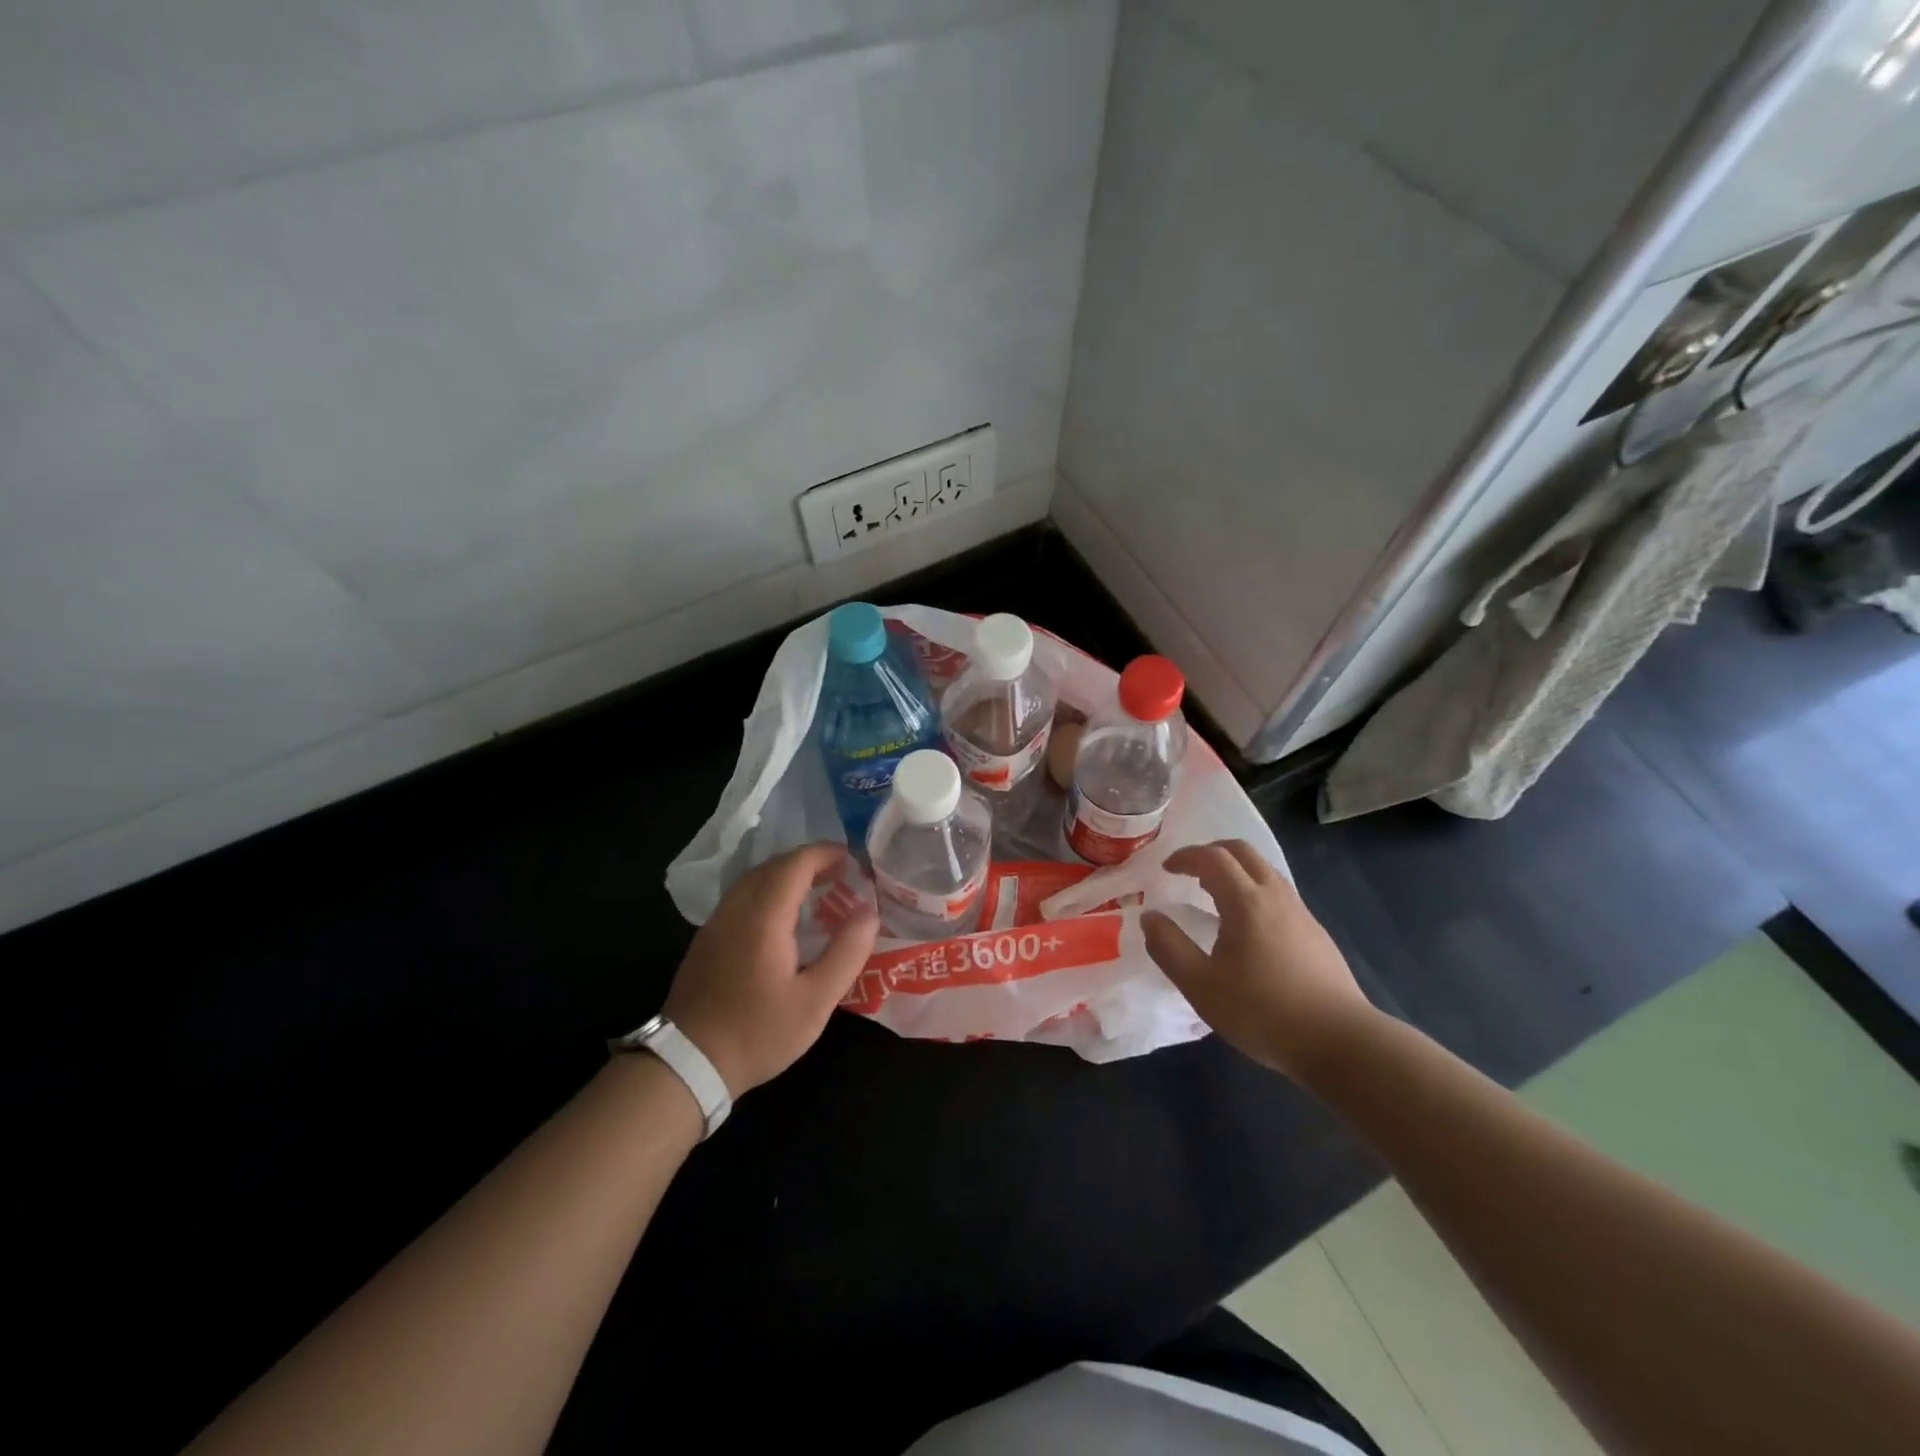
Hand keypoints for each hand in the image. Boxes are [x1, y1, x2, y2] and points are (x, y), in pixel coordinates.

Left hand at [663, 843, 877, 1097]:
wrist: (686, 1064)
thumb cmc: (757, 1032)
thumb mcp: (814, 1001)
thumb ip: (846, 953)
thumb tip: (869, 913)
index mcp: (763, 917)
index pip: (795, 864)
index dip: (825, 853)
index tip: (852, 858)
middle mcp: (736, 909)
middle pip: (773, 866)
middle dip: (808, 861)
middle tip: (840, 873)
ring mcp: (715, 923)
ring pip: (753, 880)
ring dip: (786, 875)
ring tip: (816, 890)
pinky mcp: (705, 940)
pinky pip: (740, 897)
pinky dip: (768, 891)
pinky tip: (782, 917)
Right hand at [1142, 840, 1375, 1082]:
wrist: (1340, 1042)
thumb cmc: (1262, 1012)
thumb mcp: (1201, 986)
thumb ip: (1169, 948)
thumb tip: (1150, 917)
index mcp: (1246, 901)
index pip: (1212, 857)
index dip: (1185, 856)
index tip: (1166, 868)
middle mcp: (1275, 896)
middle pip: (1243, 852)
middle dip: (1212, 852)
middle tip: (1189, 871)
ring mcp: (1300, 913)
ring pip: (1265, 871)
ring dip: (1235, 870)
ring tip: (1214, 895)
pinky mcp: (1316, 933)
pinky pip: (1278, 893)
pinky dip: (1254, 890)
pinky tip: (1247, 927)